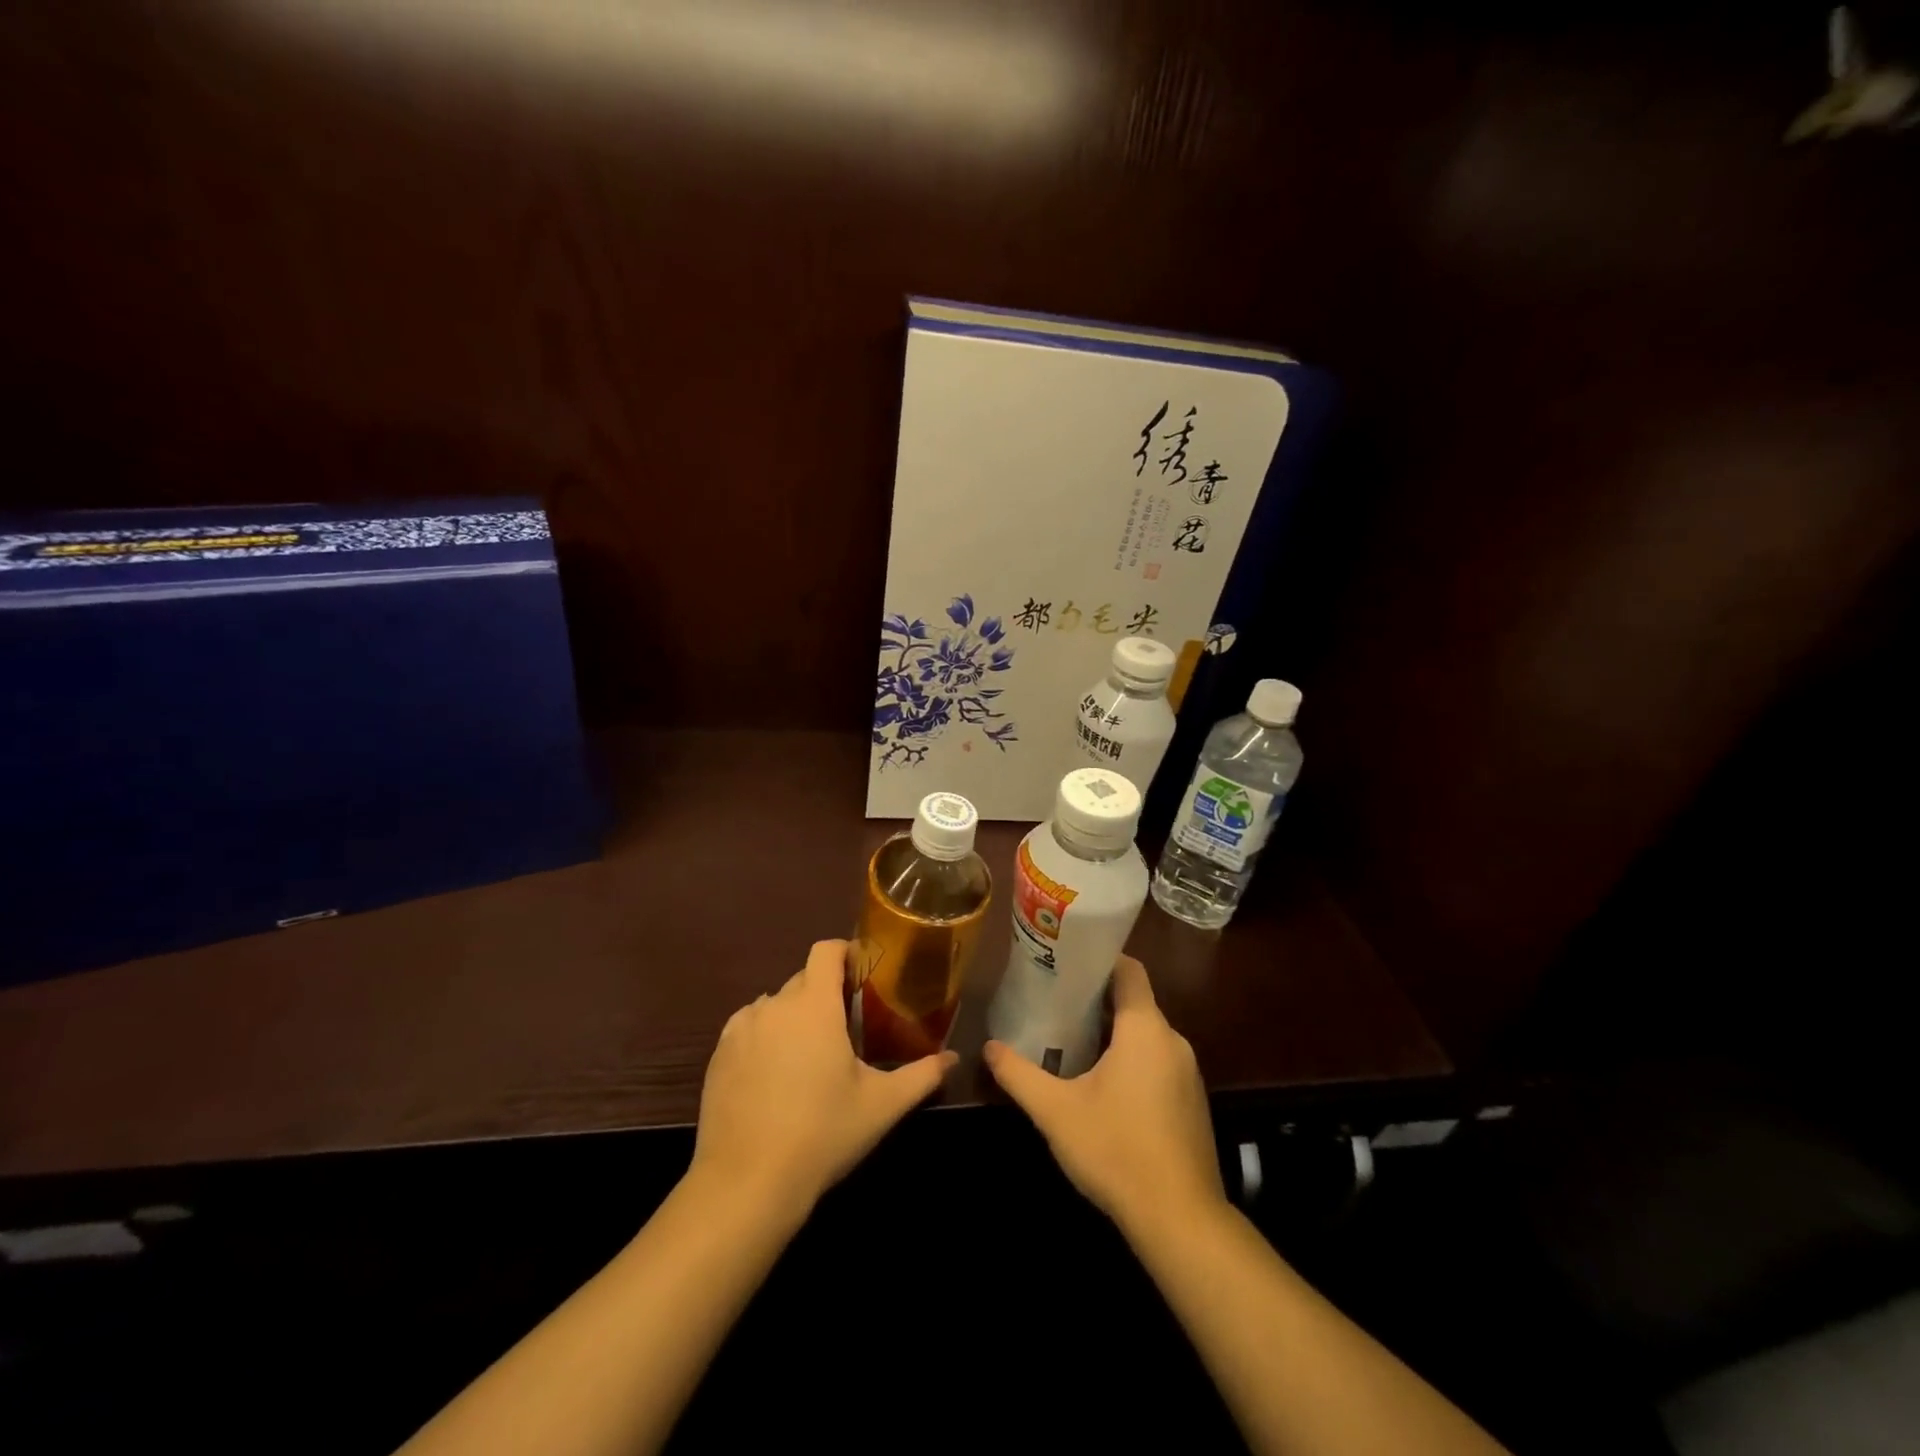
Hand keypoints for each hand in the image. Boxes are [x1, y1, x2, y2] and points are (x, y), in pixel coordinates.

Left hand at [691, 939, 955, 1221]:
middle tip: (848, 1024)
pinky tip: (775, 1074)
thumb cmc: (822, 1133)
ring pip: (774, 1005)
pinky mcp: (718, 1055)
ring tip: (810, 1053)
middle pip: (803, 978)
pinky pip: (748, 1028)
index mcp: (814, 1005)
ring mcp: (740, 1029)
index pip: (826, 950)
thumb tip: (953, 1058)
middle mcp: (774, 1005)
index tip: (864, 973)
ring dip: (794, 1015)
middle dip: (825, 992)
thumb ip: (922, 1075)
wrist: (746, 1183)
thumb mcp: (882, 1105)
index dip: (845, 952)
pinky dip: (765, 1037)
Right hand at [984, 955, 1224, 1234]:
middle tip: (1055, 1002)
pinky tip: (1103, 1086)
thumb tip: (988, 1048)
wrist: (1180, 1220)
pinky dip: (1131, 1060)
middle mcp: (1173, 1041)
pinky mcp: (1191, 1102)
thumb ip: (1019, 1075)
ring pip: (1146, 1035)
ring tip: (1071, 1040)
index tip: (1066, 961)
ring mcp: (1188, 1073)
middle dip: (1097, 999)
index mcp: (1145, 1029)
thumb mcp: (1056, 1111)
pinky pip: (1158, 1062)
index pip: (1129, 970)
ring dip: (1113, 1033)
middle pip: (1135, 1002)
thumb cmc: (1116, 1150)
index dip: (1100, 959)